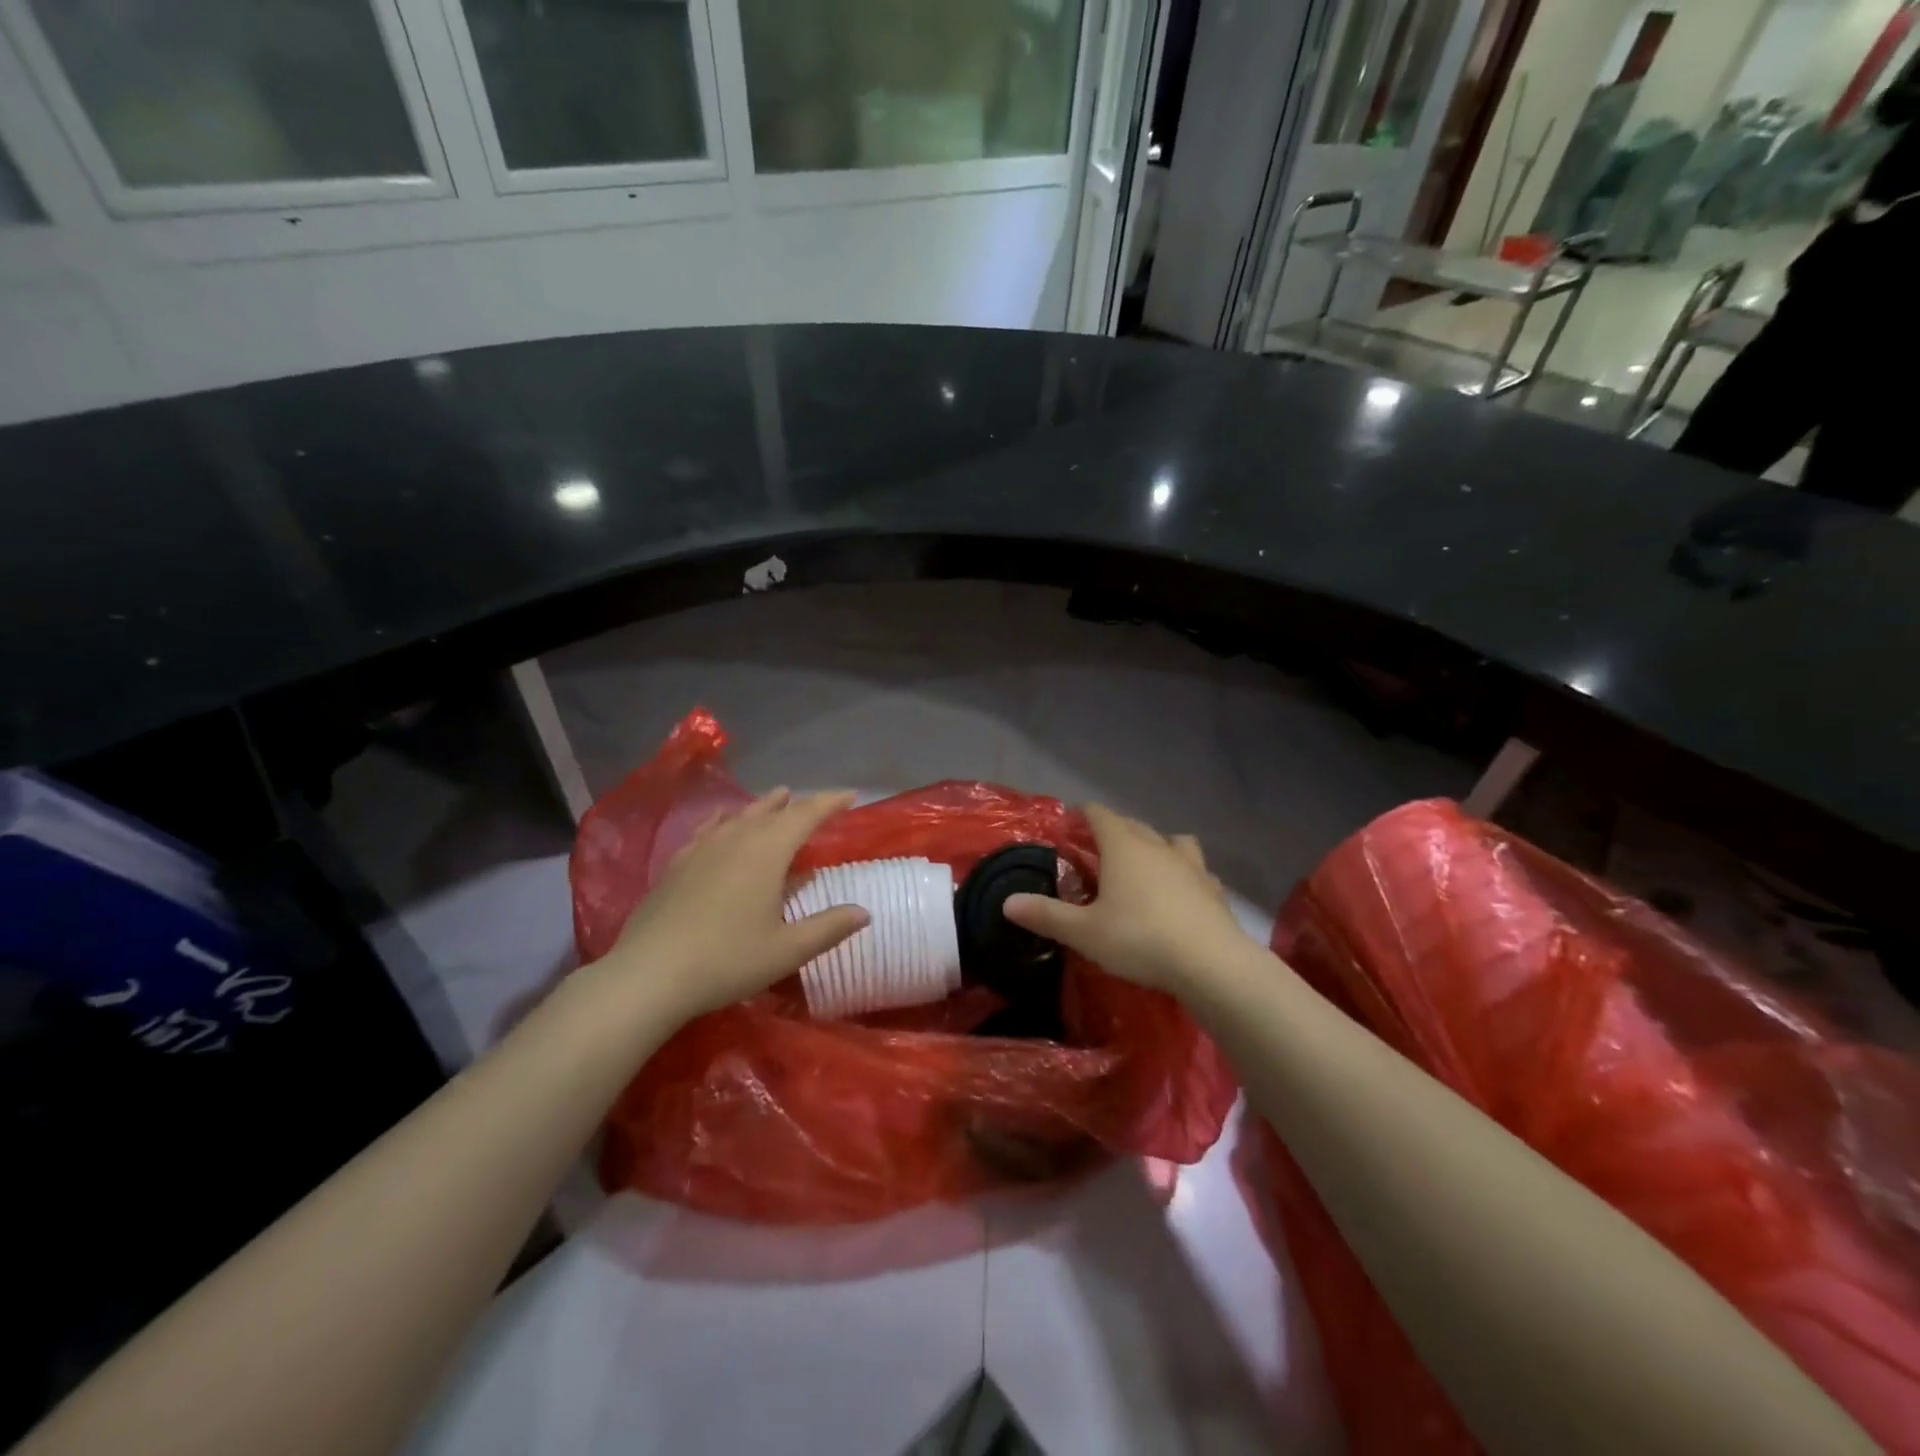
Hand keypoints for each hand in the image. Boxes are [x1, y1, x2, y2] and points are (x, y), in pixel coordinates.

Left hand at [599, 788, 868, 1023]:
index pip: (806, 815)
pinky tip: (720, 822)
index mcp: (767, 853)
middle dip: (798, 804)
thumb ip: (829, 927)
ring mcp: (702, 849)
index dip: (830, 802)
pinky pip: (707, 829)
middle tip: (816, 803)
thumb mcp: (787, 950)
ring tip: (776, 797)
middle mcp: (736, 839)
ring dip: (762, 806)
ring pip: (739, 816)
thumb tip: (864, 912)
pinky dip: (723, 820)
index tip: (850, 795)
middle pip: (772, 812)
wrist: (650, 974)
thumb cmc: (727, 960)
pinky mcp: (676, 864)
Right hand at [1003, 803, 1252, 994]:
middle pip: (1132, 824)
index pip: (1099, 814)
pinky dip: (1184, 875)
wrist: (1211, 963)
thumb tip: (1007, 903)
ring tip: (1145, 866)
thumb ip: (1046, 915)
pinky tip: (1180, 894)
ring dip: (1156, 846)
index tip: (1069, 824)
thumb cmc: (1139, 939)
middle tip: (1097, 850)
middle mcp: (1157, 846)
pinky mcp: (1213, 889)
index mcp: (1123, 847)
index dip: (1082, 815)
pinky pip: (1196, 870)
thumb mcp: (1084, 932)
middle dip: (1114, 830)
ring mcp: (1191, 865)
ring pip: (1171, 841)